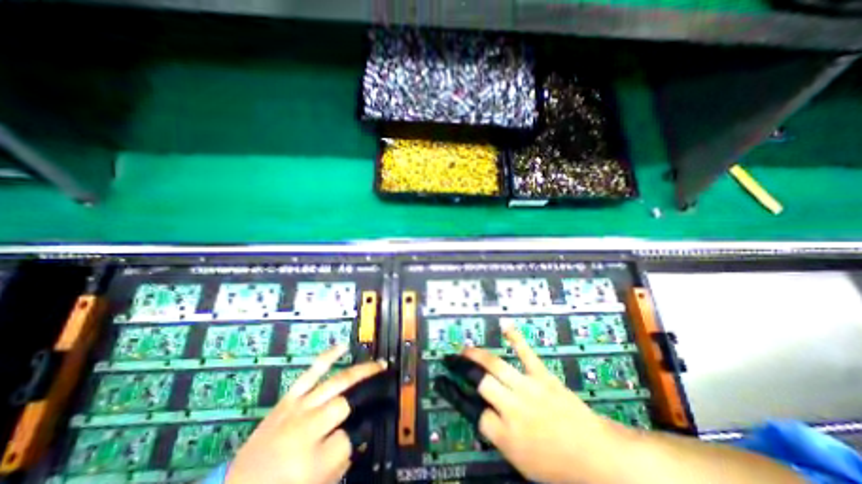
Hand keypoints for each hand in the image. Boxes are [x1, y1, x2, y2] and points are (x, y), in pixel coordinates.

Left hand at [229, 344, 391, 483]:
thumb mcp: (318, 483)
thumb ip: (343, 456)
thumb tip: (361, 429)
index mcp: (311, 460)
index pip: (349, 437)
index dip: (357, 435)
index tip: (362, 431)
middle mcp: (305, 428)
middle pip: (344, 403)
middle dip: (366, 393)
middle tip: (384, 382)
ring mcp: (297, 407)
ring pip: (336, 382)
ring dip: (360, 371)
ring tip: (377, 364)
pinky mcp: (289, 397)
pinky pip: (311, 371)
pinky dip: (329, 357)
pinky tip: (343, 346)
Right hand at [440, 329, 622, 483]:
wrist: (596, 457)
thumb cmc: (558, 466)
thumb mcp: (522, 463)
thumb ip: (499, 437)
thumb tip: (483, 416)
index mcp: (506, 436)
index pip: (475, 414)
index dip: (463, 400)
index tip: (452, 389)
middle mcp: (512, 409)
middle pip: (481, 383)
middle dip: (465, 371)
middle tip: (452, 361)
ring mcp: (528, 388)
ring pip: (496, 365)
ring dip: (477, 355)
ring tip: (465, 349)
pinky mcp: (542, 376)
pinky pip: (526, 353)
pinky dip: (516, 337)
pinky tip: (505, 325)